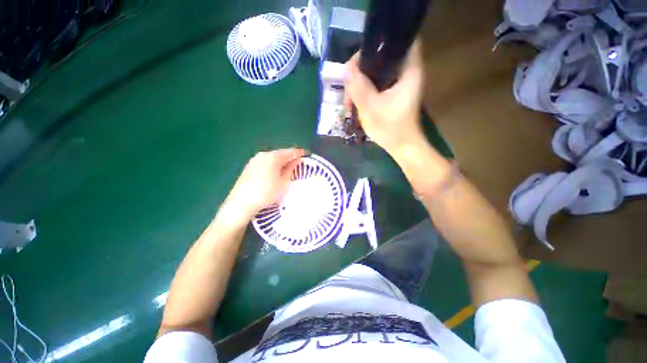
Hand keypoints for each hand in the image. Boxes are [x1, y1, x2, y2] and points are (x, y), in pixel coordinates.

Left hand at [221, 148, 305, 223]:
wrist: (241, 203)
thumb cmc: (266, 192)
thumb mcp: (283, 182)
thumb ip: (291, 169)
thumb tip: (297, 160)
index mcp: (273, 157)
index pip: (290, 152)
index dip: (299, 153)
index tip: (307, 155)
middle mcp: (263, 154)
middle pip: (281, 153)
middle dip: (290, 156)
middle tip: (298, 162)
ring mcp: (255, 159)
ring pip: (272, 157)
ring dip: (281, 160)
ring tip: (288, 167)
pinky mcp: (249, 166)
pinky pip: (265, 161)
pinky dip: (273, 164)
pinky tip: (275, 171)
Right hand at [344, 39, 426, 156]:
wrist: (401, 146)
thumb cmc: (391, 129)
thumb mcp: (371, 108)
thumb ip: (359, 88)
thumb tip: (345, 69)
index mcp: (409, 70)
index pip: (398, 41)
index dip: (378, 43)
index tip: (360, 58)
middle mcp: (407, 72)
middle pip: (382, 56)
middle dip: (362, 67)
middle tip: (350, 82)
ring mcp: (400, 83)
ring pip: (377, 71)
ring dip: (361, 81)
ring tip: (350, 97)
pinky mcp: (394, 92)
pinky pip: (377, 82)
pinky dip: (366, 88)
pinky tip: (356, 100)